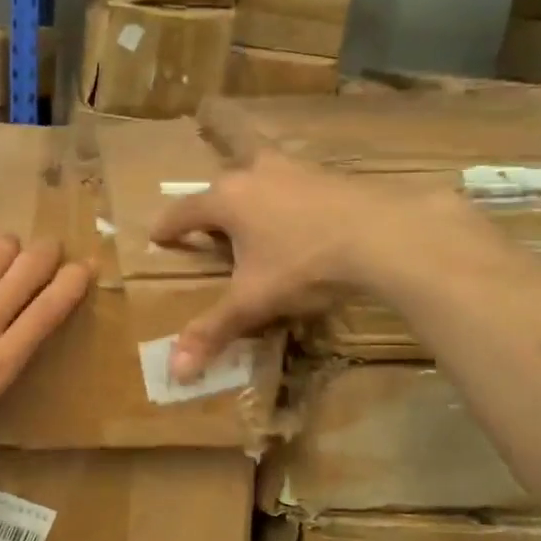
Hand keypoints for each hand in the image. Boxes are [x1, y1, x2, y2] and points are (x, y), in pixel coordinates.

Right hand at [150, 149, 470, 380]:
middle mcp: (256, 173)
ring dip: (251, 187)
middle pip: (222, 181)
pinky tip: (300, 215)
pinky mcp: (330, 174)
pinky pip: (295, 181)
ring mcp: (295, 169)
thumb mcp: (254, 301)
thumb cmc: (304, 265)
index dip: (168, 227)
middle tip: (208, 226)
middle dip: (211, 202)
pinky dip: (287, 194)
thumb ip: (213, 331)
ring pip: (261, 171)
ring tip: (253, 209)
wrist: (383, 235)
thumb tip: (175, 371)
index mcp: (227, 200)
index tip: (157, 236)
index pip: (184, 211)